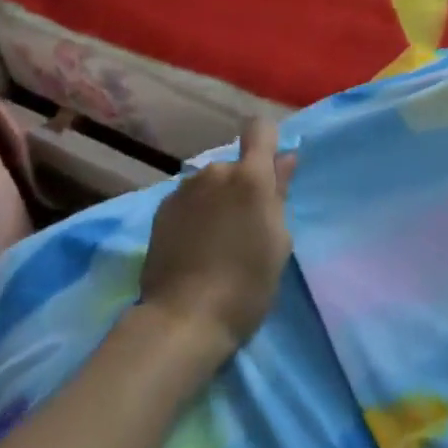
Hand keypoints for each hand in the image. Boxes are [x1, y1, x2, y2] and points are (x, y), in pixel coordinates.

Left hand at [138, 119, 296, 358]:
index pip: (259, 129)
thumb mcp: (278, 242)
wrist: (183, 318)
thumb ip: (280, 193)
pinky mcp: (162, 208)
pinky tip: (192, 248)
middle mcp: (215, 171)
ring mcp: (185, 188)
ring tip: (215, 243)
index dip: (266, 142)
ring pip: (210, 184)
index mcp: (250, 177)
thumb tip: (284, 158)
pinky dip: (194, 216)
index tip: (269, 169)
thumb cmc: (246, 285)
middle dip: (240, 187)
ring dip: (216, 201)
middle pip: (234, 166)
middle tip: (243, 229)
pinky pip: (188, 201)